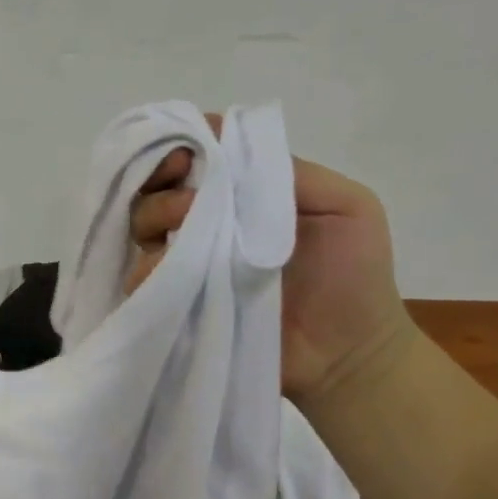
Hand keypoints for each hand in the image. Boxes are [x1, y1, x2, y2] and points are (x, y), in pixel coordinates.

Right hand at [127, 115, 413, 404]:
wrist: (348, 355)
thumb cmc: (354, 276)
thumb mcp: (346, 206)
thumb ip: (291, 172)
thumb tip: (223, 144)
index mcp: (246, 194)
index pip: (198, 156)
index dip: (182, 146)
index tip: (183, 157)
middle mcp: (211, 222)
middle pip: (159, 187)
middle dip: (160, 182)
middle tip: (186, 201)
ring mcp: (192, 263)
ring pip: (143, 228)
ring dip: (153, 221)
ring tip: (182, 239)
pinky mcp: (179, 302)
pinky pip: (142, 279)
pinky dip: (146, 271)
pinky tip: (168, 275)